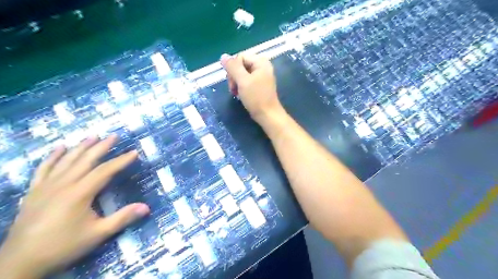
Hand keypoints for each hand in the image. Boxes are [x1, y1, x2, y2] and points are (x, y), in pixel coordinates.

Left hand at [0, 134, 148, 276]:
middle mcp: (63, 184)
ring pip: (66, 160)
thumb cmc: (64, 246)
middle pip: (86, 160)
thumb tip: (146, 207)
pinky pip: (44, 168)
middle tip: (114, 135)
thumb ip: (122, 218)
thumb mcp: (98, 234)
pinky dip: (52, 157)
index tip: (134, 152)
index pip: (105, 171)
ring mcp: (46, 186)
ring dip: (81, 147)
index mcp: (80, 193)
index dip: (121, 160)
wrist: (20, 262)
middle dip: (102, 146)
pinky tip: (59, 148)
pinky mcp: (34, 191)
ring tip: (93, 136)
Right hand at [219, 52, 283, 121]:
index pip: (240, 57)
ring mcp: (261, 76)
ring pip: (242, 73)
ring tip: (236, 93)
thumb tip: (223, 56)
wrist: (267, 115)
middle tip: (233, 88)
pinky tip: (240, 94)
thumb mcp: (242, 81)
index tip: (232, 81)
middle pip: (240, 65)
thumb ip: (232, 67)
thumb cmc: (256, 97)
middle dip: (234, 76)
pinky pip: (246, 81)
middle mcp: (262, 66)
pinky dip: (241, 86)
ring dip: (236, 82)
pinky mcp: (259, 85)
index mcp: (261, 62)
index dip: (233, 68)